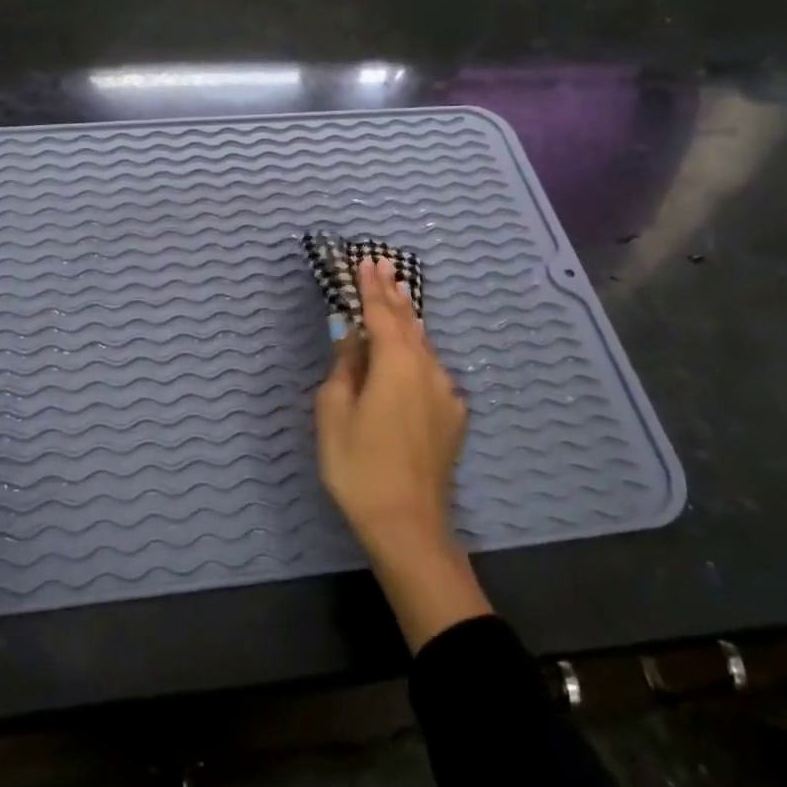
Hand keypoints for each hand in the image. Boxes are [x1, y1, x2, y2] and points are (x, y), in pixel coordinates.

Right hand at [314, 257, 491, 650]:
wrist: (409, 525)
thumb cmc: (359, 467)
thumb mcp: (334, 413)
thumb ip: (344, 368)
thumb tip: (351, 338)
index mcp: (396, 363)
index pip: (381, 313)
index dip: (371, 287)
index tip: (365, 261)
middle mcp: (427, 369)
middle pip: (408, 323)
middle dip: (393, 294)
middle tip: (385, 266)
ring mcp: (446, 394)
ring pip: (424, 345)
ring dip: (409, 319)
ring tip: (399, 296)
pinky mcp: (452, 417)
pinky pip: (432, 371)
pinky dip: (418, 351)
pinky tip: (414, 352)